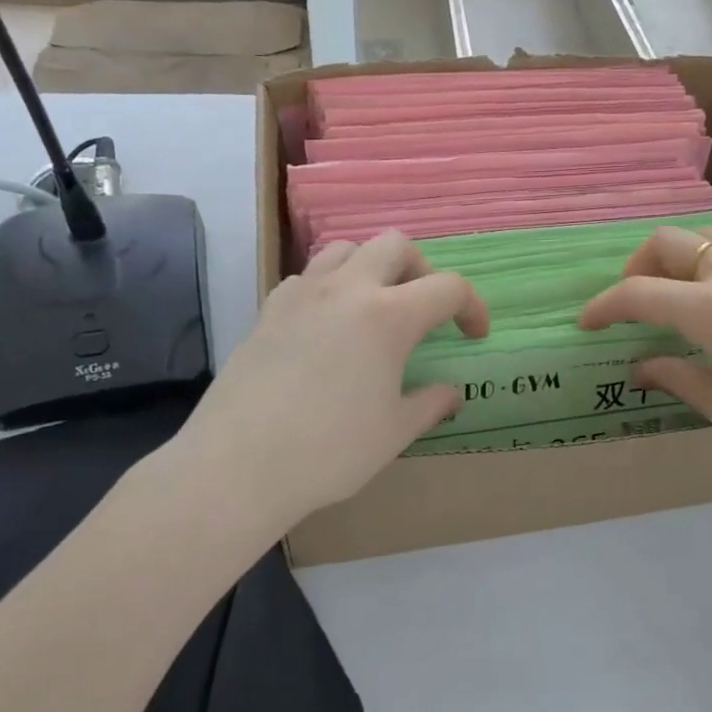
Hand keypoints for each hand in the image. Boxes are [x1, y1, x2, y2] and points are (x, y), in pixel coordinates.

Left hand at [168, 232, 487, 528]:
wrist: (238, 466)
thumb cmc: (329, 451)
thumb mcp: (395, 432)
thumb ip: (431, 404)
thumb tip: (452, 393)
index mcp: (388, 316)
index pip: (448, 287)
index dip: (472, 307)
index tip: (473, 336)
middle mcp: (347, 290)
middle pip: (395, 245)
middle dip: (421, 269)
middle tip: (423, 309)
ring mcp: (301, 295)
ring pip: (346, 249)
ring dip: (371, 267)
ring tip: (375, 306)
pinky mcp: (268, 311)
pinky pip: (306, 277)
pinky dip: (328, 287)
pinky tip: (327, 325)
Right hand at [579, 225, 711, 490]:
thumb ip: (676, 378)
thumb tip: (640, 368)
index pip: (639, 293)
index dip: (604, 306)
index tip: (586, 323)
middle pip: (667, 242)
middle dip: (636, 266)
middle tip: (632, 303)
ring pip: (705, 236)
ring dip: (675, 256)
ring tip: (674, 294)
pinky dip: (710, 262)